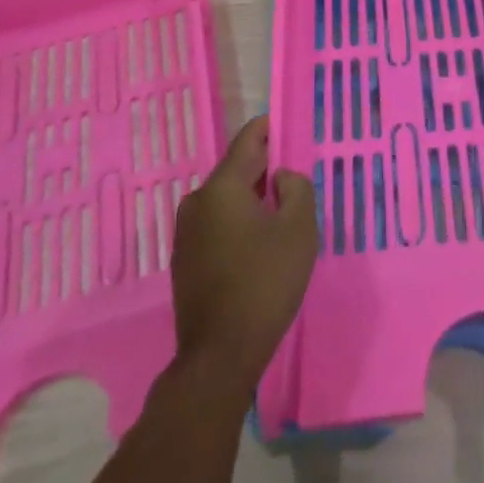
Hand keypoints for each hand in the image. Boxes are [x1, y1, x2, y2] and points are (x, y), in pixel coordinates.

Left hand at [171, 116, 317, 395]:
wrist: (219, 356)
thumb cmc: (264, 284)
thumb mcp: (298, 230)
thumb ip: (297, 189)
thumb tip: (281, 177)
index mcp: (222, 187)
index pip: (249, 139)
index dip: (271, 128)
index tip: (291, 125)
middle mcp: (197, 201)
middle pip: (237, 169)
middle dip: (266, 167)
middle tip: (296, 174)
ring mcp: (186, 232)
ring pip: (227, 198)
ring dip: (253, 198)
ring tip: (283, 209)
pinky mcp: (185, 258)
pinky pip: (217, 223)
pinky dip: (239, 221)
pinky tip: (260, 241)